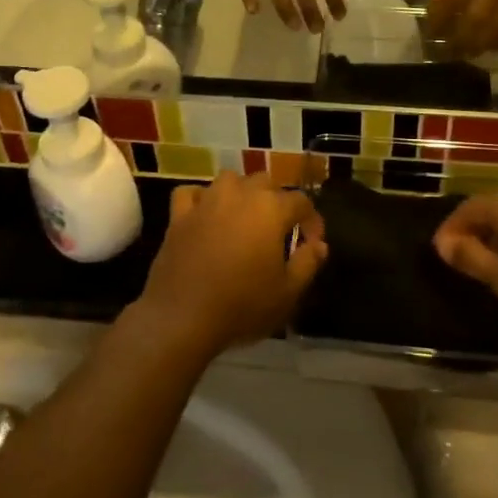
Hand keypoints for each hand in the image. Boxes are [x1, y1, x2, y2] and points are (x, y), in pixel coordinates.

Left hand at [135, 172, 327, 356]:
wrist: (182, 317)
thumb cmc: (242, 305)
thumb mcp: (288, 292)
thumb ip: (308, 262)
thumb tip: (319, 245)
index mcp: (271, 209)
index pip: (301, 202)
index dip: (311, 221)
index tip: (312, 243)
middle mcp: (240, 194)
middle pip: (266, 182)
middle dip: (277, 201)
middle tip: (278, 231)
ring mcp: (207, 201)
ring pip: (230, 180)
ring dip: (241, 193)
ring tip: (245, 217)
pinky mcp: (179, 215)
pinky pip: (191, 193)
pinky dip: (201, 199)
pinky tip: (205, 214)